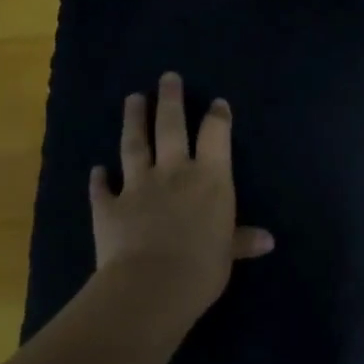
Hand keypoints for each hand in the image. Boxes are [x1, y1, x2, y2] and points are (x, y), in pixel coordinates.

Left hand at [92, 72, 272, 312]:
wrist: (151, 285)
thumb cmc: (202, 267)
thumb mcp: (228, 254)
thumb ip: (242, 241)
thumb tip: (267, 240)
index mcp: (210, 179)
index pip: (216, 137)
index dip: (217, 117)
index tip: (217, 103)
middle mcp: (174, 173)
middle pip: (171, 127)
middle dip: (170, 100)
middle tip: (167, 78)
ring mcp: (137, 186)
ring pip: (134, 145)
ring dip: (133, 120)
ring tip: (133, 99)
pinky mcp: (108, 206)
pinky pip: (101, 188)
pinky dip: (98, 178)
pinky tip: (96, 169)